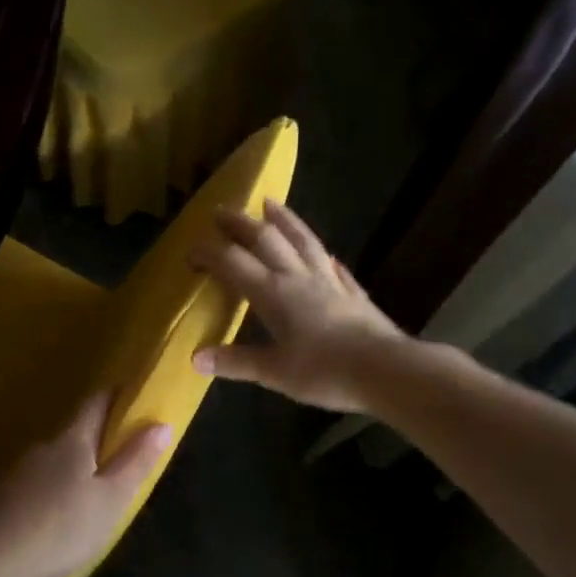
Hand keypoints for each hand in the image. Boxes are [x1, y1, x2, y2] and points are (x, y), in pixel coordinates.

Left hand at [0, 392, 170, 576]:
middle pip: (72, 434)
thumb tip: (162, 423)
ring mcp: (15, 474)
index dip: (114, 395)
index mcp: (72, 442)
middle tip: (117, 458)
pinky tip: (52, 520)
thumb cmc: (64, 528)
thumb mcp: (112, 499)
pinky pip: (31, 489)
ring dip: (69, 471)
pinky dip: (46, 495)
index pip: (95, 404)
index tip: (131, 393)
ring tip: (86, 496)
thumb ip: (136, 461)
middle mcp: (41, 449)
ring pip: (50, 463)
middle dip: (94, 441)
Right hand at [188, 199, 408, 413]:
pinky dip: (321, 253)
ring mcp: (330, 280)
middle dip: (240, 224)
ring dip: (283, 220)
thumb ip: (236, 362)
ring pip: (303, 240)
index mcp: (274, 294)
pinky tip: (323, 253)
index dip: (209, 252)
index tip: (190, 251)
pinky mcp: (353, 292)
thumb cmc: (325, 373)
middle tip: (222, 211)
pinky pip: (333, 264)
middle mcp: (299, 277)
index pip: (234, 262)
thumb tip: (195, 358)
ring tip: (270, 203)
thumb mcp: (274, 373)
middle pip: (266, 239)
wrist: (385, 370)